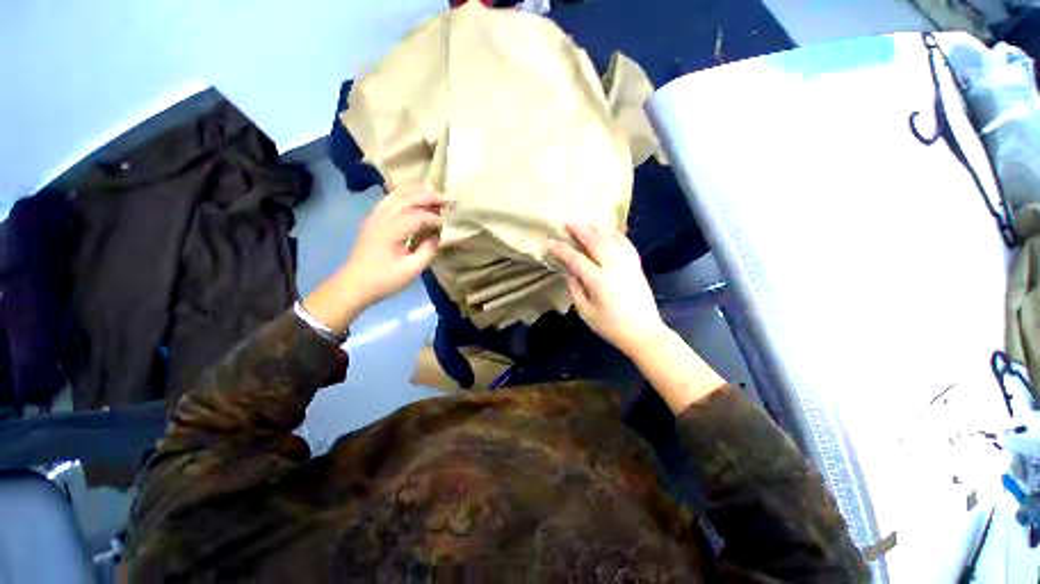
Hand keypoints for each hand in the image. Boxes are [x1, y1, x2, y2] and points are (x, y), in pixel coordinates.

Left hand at [303, 187, 443, 332]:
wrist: (354, 285)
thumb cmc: (384, 280)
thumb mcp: (411, 270)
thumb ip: (427, 251)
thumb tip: (437, 236)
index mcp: (390, 231)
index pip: (417, 216)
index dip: (434, 218)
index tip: (447, 223)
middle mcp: (381, 218)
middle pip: (406, 199)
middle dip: (427, 197)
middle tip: (446, 199)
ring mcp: (375, 217)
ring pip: (396, 195)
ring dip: (415, 192)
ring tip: (433, 191)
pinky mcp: (373, 220)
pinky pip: (389, 200)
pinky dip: (404, 195)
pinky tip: (413, 197)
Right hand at [549, 223, 667, 356]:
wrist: (644, 332)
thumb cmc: (611, 326)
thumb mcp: (586, 311)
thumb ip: (575, 288)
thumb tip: (568, 270)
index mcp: (599, 280)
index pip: (576, 259)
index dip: (562, 250)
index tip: (551, 243)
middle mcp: (614, 266)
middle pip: (595, 241)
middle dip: (579, 230)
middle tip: (567, 223)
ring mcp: (628, 263)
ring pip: (611, 237)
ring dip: (596, 227)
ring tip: (584, 222)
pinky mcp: (636, 264)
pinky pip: (625, 242)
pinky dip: (614, 233)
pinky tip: (607, 230)